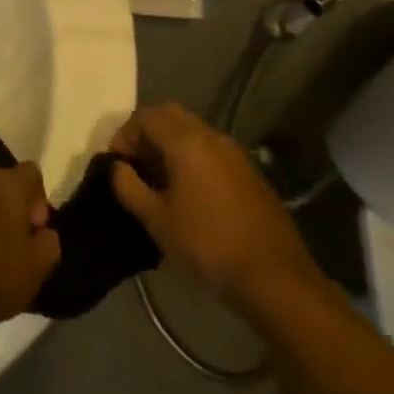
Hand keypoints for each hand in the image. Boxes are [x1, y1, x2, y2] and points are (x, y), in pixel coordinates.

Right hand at [109, 104, 323, 314]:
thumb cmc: (207, 245)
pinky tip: (189, 193)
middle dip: (147, 133)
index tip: (117, 165)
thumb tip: (118, 167)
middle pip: (170, 115)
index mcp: (187, 142)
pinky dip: (192, 157)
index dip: (124, 135)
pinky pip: (211, 150)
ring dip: (170, 144)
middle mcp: (212, 137)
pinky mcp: (250, 173)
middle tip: (136, 165)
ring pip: (193, 131)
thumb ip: (128, 186)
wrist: (275, 278)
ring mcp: (236, 154)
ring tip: (159, 181)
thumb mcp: (156, 219)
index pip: (145, 116)